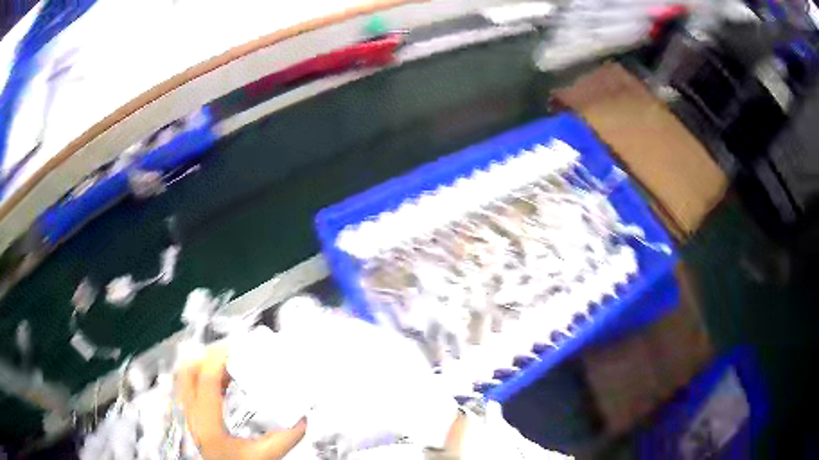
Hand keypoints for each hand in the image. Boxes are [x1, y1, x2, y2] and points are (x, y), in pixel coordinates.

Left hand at [177, 346, 306, 459]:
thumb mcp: (262, 457)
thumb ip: (283, 439)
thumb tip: (302, 420)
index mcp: (206, 422)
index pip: (207, 378)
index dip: (221, 358)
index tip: (239, 349)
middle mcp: (188, 414)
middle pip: (189, 370)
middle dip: (210, 358)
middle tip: (232, 358)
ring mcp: (182, 414)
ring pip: (184, 377)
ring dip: (204, 367)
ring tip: (226, 370)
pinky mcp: (182, 416)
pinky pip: (185, 386)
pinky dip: (200, 379)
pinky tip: (218, 387)